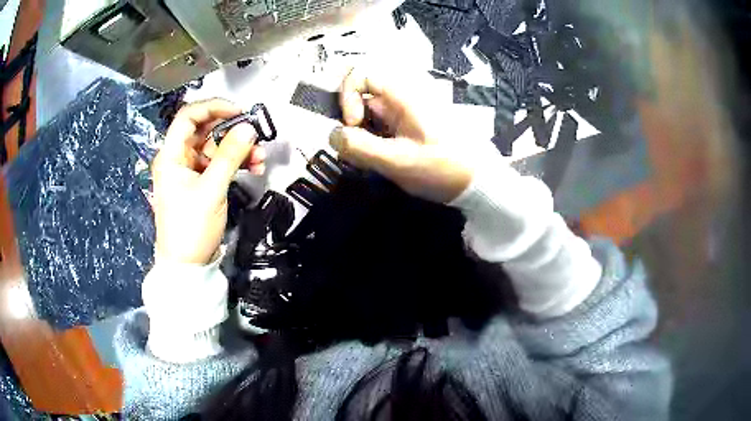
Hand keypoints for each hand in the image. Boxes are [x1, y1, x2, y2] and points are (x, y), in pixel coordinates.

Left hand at [151, 99, 266, 264]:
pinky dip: (236, 163)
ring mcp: (189, 171)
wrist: (187, 265)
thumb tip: (248, 128)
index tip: (238, 111)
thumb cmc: (190, 229)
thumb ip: (230, 156)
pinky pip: (219, 163)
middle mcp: (178, 159)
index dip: (213, 107)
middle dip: (232, 131)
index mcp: (171, 156)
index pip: (189, 116)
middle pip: (205, 130)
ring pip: (216, 147)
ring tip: (259, 157)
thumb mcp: (211, 190)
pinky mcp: (200, 183)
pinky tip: (253, 167)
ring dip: (238, 148)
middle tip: (254, 134)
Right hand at [329, 67, 472, 202]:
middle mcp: (402, 97)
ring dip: (362, 136)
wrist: (477, 181)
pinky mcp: (409, 127)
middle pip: (361, 96)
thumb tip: (332, 135)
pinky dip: (374, 142)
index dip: (347, 96)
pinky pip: (381, 127)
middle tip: (357, 150)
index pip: (361, 74)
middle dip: (352, 123)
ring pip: (369, 114)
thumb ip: (361, 148)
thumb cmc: (443, 168)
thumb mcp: (399, 161)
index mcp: (403, 95)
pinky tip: (382, 161)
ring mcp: (406, 112)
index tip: (353, 125)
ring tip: (372, 161)